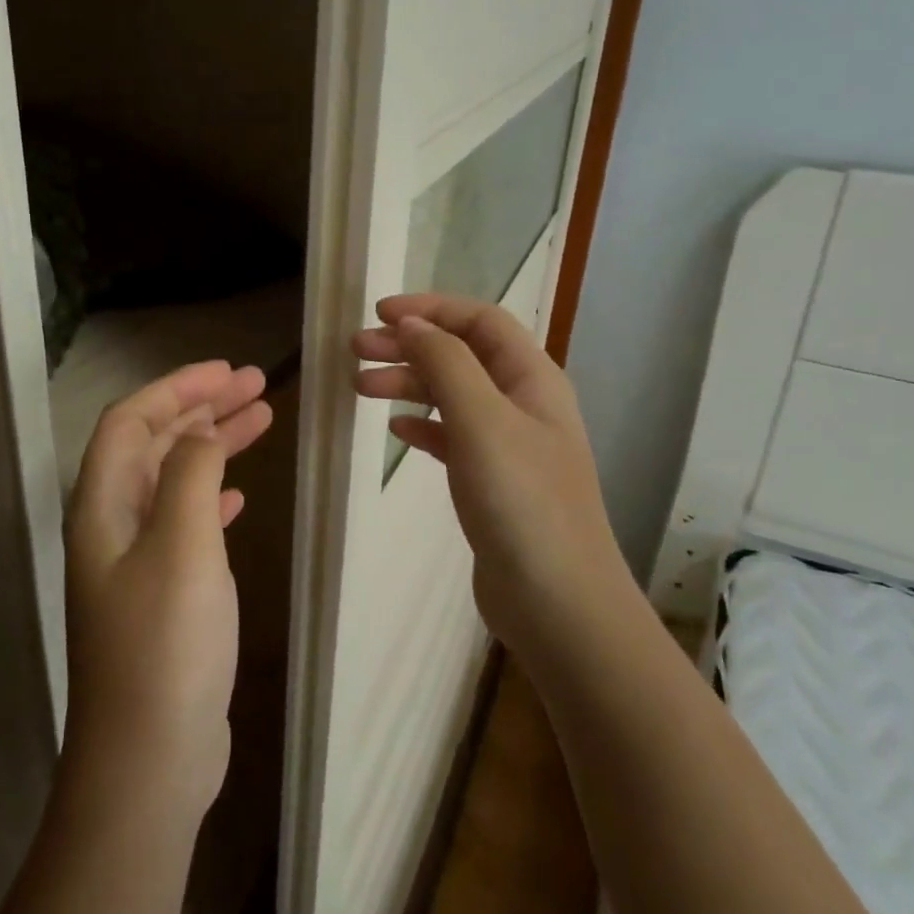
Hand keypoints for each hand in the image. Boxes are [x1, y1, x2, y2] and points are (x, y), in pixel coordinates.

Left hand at [62, 360, 272, 825]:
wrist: (149, 760)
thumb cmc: (165, 645)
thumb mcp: (183, 545)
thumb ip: (192, 475)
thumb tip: (201, 432)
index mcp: (103, 505)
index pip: (131, 420)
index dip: (176, 387)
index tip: (228, 370)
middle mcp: (112, 524)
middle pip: (154, 443)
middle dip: (202, 408)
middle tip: (257, 386)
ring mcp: (136, 561)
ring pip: (174, 479)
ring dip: (213, 445)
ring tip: (262, 420)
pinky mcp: (162, 593)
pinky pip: (186, 520)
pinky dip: (213, 493)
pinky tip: (239, 493)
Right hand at [352, 294, 629, 665]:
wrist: (558, 604)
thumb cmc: (522, 502)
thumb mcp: (481, 420)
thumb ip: (446, 364)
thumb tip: (413, 323)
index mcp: (532, 378)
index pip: (480, 321)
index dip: (431, 308)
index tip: (379, 314)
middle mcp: (524, 403)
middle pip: (461, 355)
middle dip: (409, 345)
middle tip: (355, 350)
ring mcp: (509, 446)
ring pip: (452, 396)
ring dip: (409, 384)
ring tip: (361, 387)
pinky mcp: (493, 484)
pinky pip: (452, 438)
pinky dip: (423, 426)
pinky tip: (396, 431)